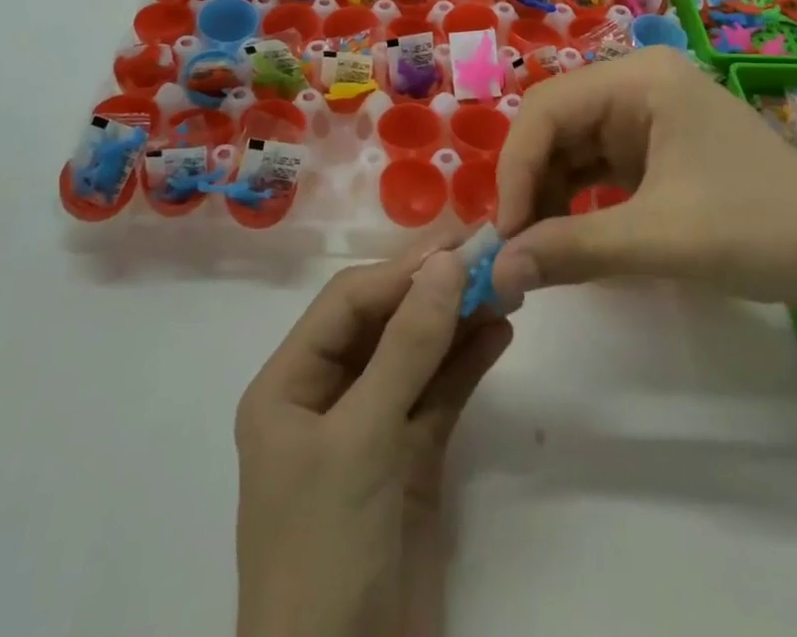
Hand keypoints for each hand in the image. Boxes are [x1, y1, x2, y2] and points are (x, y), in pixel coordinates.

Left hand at [235, 243, 512, 636]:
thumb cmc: (326, 551)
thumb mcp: (362, 438)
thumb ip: (407, 346)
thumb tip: (448, 262)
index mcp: (289, 386)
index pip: (348, 304)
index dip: (401, 270)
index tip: (458, 245)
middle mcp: (326, 398)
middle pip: (384, 324)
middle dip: (433, 290)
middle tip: (490, 255)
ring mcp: (370, 430)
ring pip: (417, 356)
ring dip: (458, 322)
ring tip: (507, 288)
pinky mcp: (409, 463)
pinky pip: (439, 396)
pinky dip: (468, 364)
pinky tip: (501, 333)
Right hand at [490, 48, 796, 313]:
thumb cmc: (755, 229)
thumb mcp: (657, 239)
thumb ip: (570, 249)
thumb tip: (495, 273)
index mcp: (639, 78)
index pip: (548, 108)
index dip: (516, 168)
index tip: (505, 236)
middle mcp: (638, 84)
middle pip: (557, 124)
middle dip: (531, 183)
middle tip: (514, 249)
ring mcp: (650, 116)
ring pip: (574, 147)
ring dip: (550, 196)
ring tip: (536, 251)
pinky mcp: (659, 149)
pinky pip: (599, 167)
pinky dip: (578, 201)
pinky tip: (568, 238)